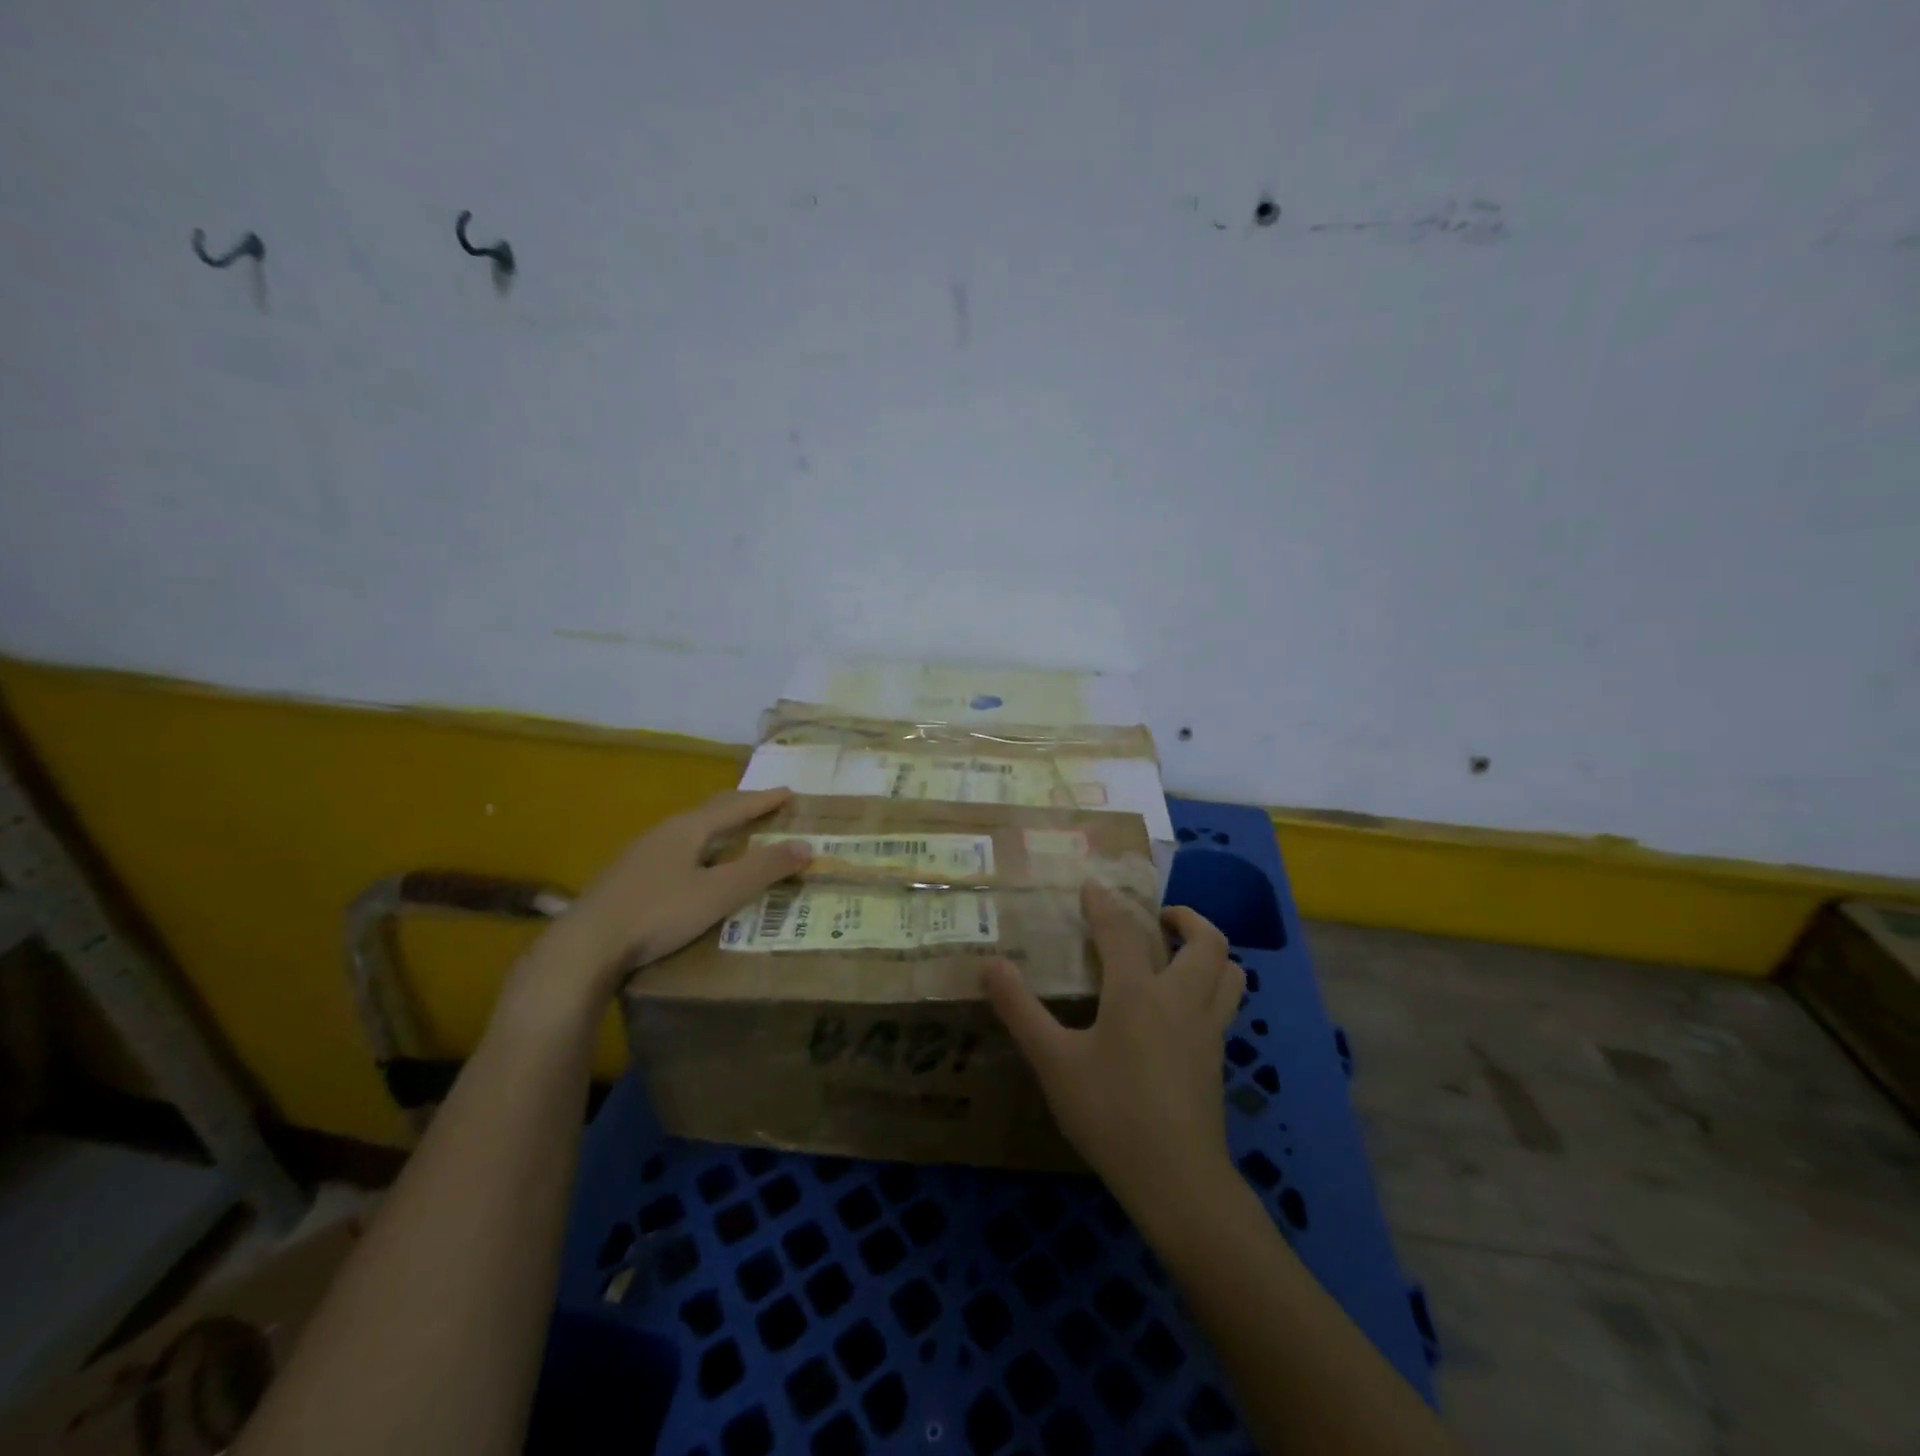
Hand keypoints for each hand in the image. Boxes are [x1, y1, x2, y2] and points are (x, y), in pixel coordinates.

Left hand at [517, 788, 810, 1013]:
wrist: (585, 946)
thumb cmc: (659, 913)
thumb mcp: (719, 893)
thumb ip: (762, 870)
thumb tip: (806, 846)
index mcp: (688, 829)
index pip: (735, 806)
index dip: (764, 800)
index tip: (789, 792)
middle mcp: (664, 833)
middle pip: (709, 812)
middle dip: (740, 807)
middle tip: (765, 806)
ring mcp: (641, 854)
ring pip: (689, 831)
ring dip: (717, 829)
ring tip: (734, 835)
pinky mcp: (627, 878)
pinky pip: (674, 851)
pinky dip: (698, 849)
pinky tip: (694, 868)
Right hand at [983, 881, 1242, 1222]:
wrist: (1177, 1180)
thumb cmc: (1110, 1113)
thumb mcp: (1053, 1062)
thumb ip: (1020, 1010)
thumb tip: (990, 965)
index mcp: (1137, 992)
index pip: (1121, 931)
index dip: (1104, 903)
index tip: (1091, 886)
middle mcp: (1181, 999)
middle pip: (1206, 941)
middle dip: (1186, 917)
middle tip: (1159, 918)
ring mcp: (1208, 1029)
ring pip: (1232, 972)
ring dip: (1210, 950)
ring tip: (1181, 952)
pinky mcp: (1218, 1058)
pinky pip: (1227, 1003)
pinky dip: (1214, 985)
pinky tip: (1185, 1006)